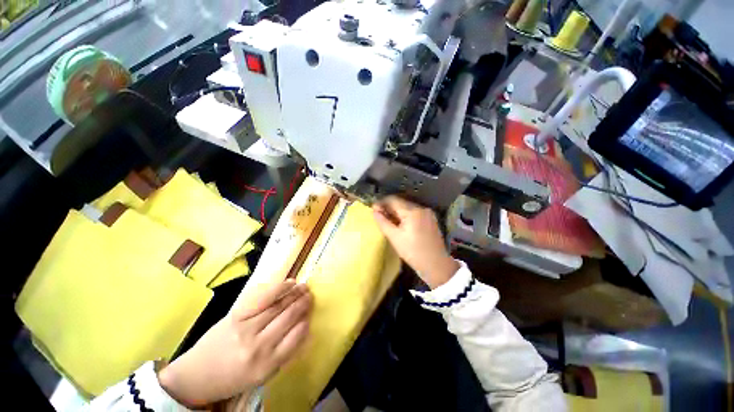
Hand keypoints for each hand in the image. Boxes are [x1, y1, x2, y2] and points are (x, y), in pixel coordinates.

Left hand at [158, 280, 311, 407]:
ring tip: (304, 287)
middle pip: (288, 317)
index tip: (311, 313)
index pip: (296, 336)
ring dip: (295, 293)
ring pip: (278, 305)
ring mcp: (246, 328)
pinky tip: (289, 283)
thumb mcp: (262, 374)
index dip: (306, 321)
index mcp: (267, 366)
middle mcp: (258, 346)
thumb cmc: (233, 377)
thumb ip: (284, 353)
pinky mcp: (236, 315)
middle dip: (303, 303)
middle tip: (311, 295)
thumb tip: (303, 328)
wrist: (196, 375)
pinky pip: (263, 298)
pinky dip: (278, 288)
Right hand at [373, 196, 459, 288]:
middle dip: (389, 207)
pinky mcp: (430, 218)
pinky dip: (405, 215)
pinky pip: (414, 212)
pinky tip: (400, 223)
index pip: (393, 200)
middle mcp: (421, 208)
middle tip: (379, 216)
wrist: (436, 265)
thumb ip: (383, 222)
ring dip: (397, 211)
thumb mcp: (394, 238)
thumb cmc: (413, 252)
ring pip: (407, 207)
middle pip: (400, 202)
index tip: (373, 209)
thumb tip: (374, 211)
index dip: (381, 203)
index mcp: (412, 211)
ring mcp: (427, 212)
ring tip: (388, 220)